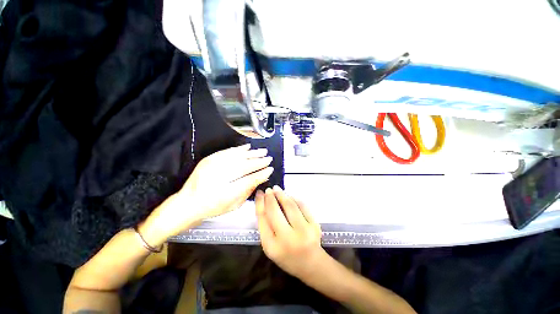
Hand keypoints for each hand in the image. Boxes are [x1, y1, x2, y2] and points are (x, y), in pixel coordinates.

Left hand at [139, 144, 272, 245]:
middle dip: (259, 161)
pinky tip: (247, 147)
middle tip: (268, 157)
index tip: (270, 169)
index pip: (250, 179)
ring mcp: (213, 167)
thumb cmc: (212, 207)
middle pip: (245, 166)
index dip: (262, 173)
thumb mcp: (233, 205)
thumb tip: (262, 178)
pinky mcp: (209, 160)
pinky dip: (239, 149)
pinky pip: (227, 152)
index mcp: (227, 193)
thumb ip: (248, 190)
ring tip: (262, 151)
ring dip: (252, 153)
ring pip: (238, 157)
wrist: (187, 203)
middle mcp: (220, 177)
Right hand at [255, 186, 325, 279]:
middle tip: (269, 189)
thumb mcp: (270, 246)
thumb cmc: (287, 256)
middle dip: (270, 197)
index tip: (259, 193)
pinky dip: (295, 198)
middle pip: (274, 211)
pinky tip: (290, 196)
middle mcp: (287, 239)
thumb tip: (264, 202)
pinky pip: (303, 206)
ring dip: (282, 195)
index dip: (259, 203)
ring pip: (290, 206)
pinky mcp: (314, 225)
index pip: (262, 219)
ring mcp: (303, 231)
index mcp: (272, 246)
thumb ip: (265, 226)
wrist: (311, 264)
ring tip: (277, 189)